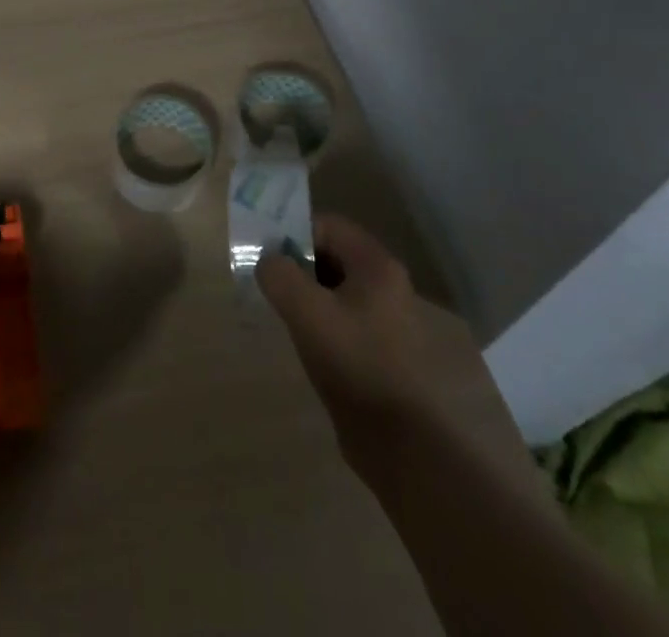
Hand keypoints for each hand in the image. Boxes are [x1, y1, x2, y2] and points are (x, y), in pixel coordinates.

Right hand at [256, 214, 499, 477]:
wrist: (401, 443)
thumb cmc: (354, 363)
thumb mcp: (306, 312)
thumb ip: (279, 275)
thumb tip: (267, 262)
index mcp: (376, 266)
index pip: (328, 225)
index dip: (293, 234)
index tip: (267, 256)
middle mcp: (388, 284)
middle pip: (332, 253)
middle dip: (298, 263)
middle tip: (269, 282)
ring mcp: (388, 318)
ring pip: (336, 286)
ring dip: (307, 292)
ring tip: (282, 312)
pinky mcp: (382, 348)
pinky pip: (344, 315)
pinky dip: (320, 318)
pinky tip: (303, 340)